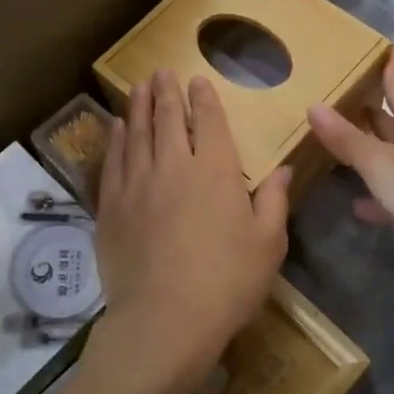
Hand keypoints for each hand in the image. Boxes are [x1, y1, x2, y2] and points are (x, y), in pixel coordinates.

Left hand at [93, 71, 289, 393]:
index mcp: (215, 171)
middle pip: (167, 119)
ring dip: (138, 106)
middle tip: (161, 72)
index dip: (203, 98)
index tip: (197, 80)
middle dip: (166, 92)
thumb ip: (274, 202)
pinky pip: (113, 161)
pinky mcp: (112, 206)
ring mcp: (137, 184)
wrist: (165, 321)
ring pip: (136, 133)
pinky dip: (116, 139)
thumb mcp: (267, 245)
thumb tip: (282, 169)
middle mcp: (173, 166)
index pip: (208, 122)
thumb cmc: (227, 283)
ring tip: (138, 87)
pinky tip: (117, 128)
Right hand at [308, 54, 393, 310]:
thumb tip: (314, 105)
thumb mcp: (381, 164)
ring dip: (372, 153)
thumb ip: (346, 138)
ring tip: (339, 147)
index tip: (384, 48)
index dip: (390, 68)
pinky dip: (380, 195)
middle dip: (372, 111)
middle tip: (341, 97)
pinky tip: (358, 205)